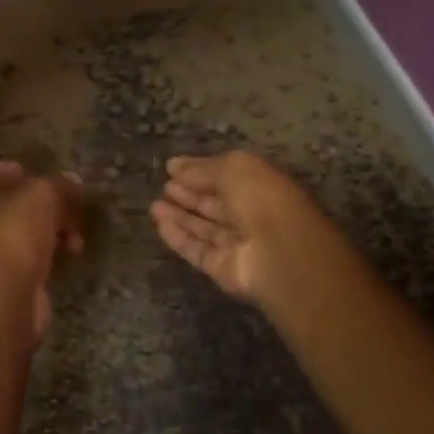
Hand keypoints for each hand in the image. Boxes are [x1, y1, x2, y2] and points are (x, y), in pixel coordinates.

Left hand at [0, 161, 84, 345]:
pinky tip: (71, 254)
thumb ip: (58, 184)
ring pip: (26, 230)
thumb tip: (73, 182)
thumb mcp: (42, 194)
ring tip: (77, 235)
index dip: (24, 172)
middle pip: (15, 203)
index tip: (49, 177)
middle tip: (72, 206)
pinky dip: (52, 252)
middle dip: (47, 204)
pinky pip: (32, 255)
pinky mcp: (6, 277)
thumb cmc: (14, 232)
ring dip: (55, 229)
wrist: (6, 296)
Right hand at [150, 152, 332, 305]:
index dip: (201, 172)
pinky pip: (197, 250)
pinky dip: (178, 237)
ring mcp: (237, 244)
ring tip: (154, 204)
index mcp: (261, 186)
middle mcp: (251, 215)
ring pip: (204, 228)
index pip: (227, 177)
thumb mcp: (232, 169)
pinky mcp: (222, 268)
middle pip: (215, 204)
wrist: (279, 252)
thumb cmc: (261, 198)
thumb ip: (201, 168)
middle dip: (190, 194)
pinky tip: (159, 223)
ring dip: (180, 216)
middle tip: (164, 186)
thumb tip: (174, 165)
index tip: (173, 168)